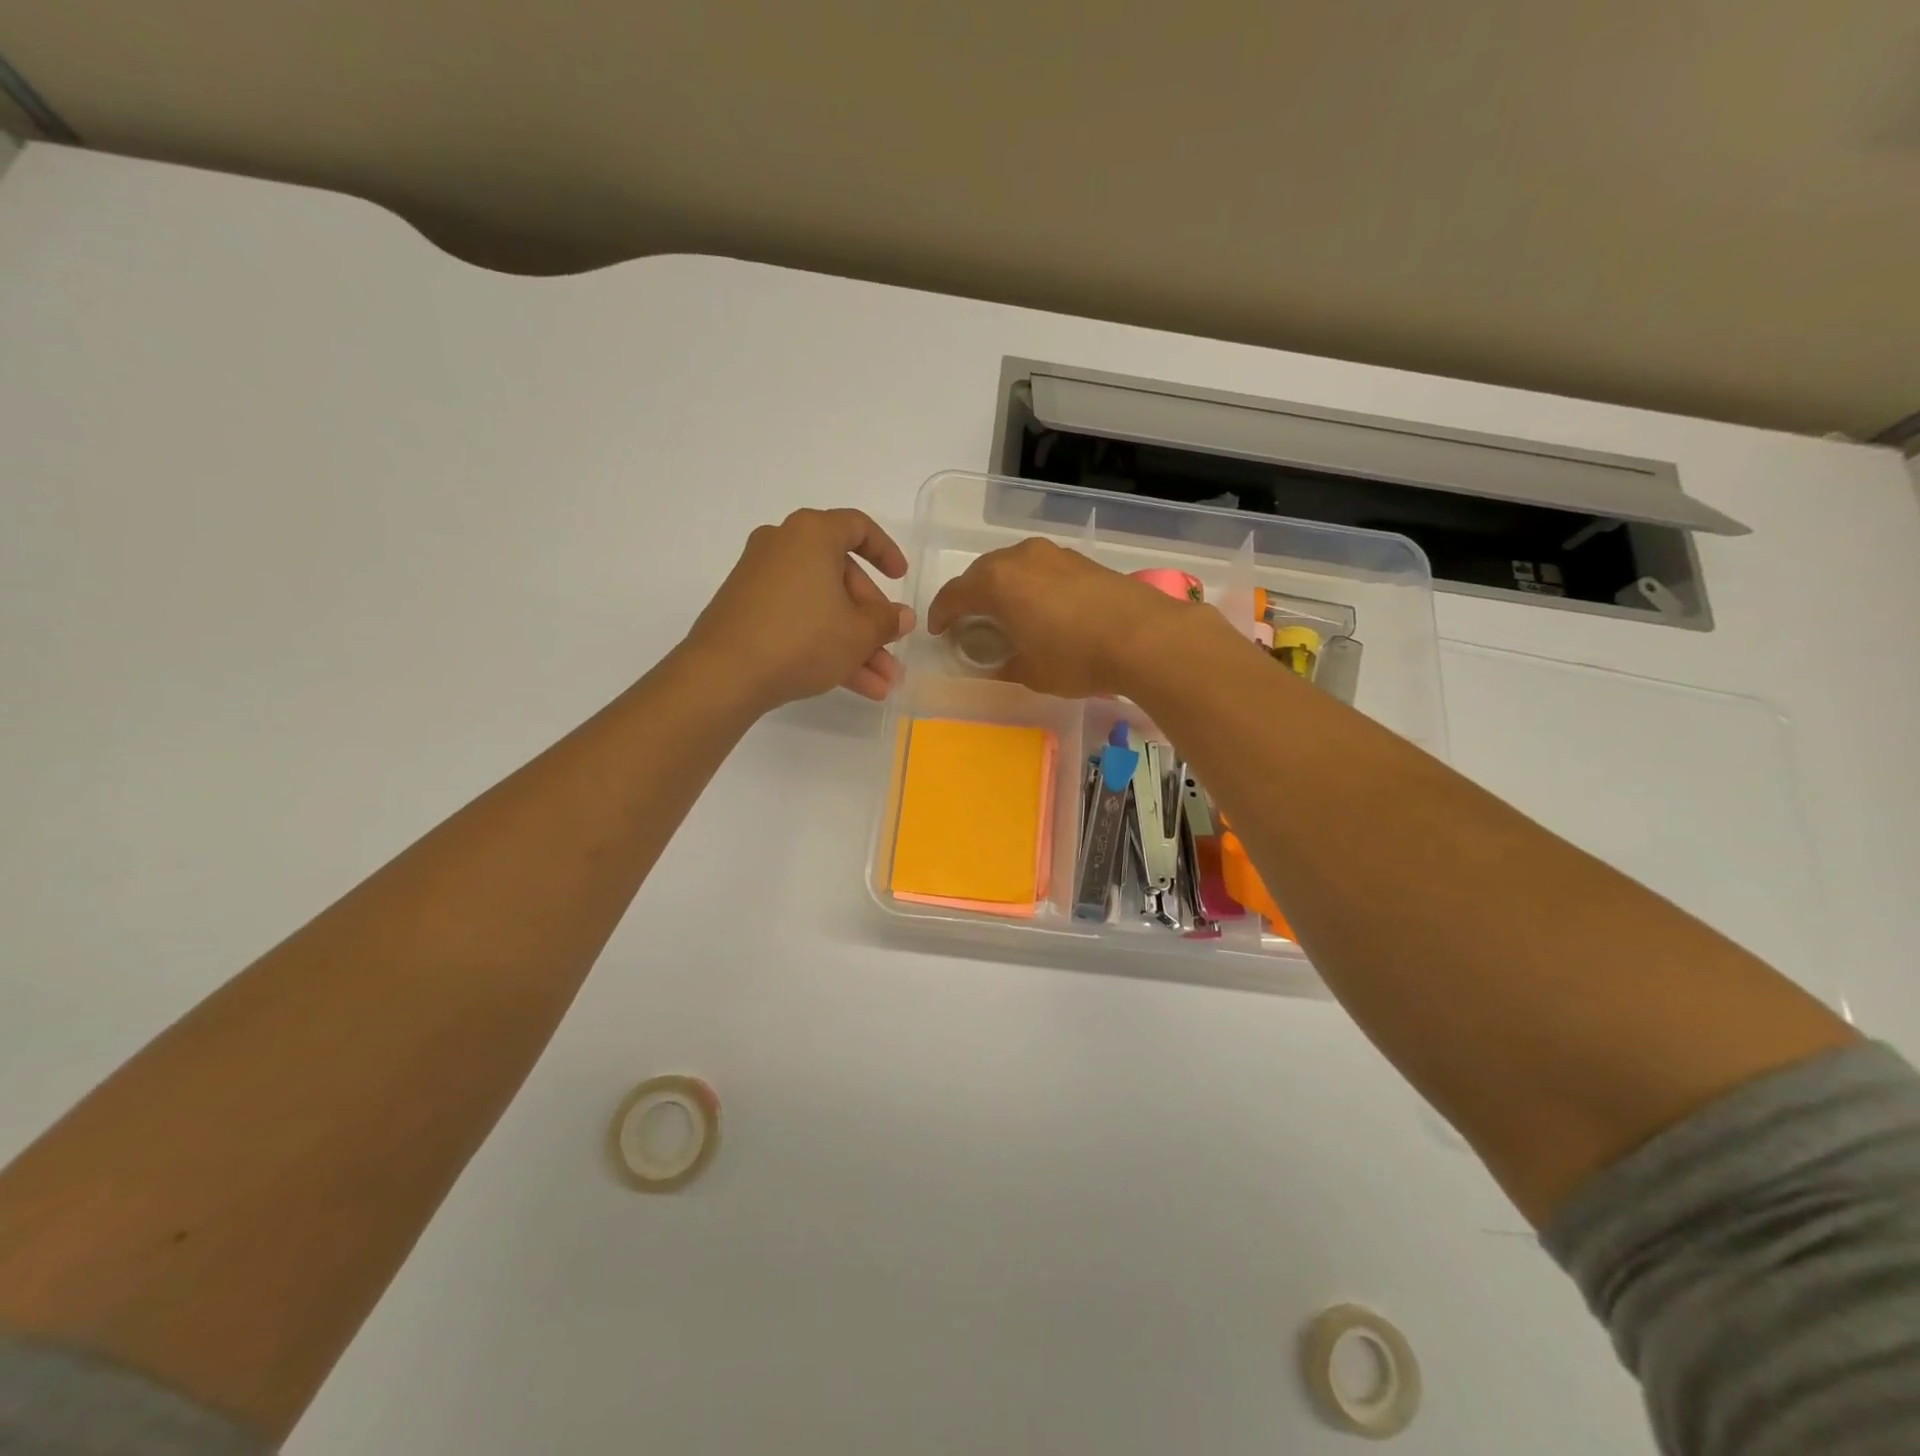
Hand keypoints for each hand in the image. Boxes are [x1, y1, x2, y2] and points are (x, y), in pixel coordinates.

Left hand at [685, 508, 914, 710]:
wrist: (725, 674)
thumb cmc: (802, 638)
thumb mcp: (858, 633)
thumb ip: (886, 621)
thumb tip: (901, 616)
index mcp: (811, 534)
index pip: (857, 527)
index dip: (886, 552)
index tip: (901, 579)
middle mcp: (782, 546)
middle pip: (840, 576)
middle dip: (871, 620)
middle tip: (890, 649)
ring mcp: (760, 579)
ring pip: (822, 607)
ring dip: (854, 644)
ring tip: (882, 683)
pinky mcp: (747, 611)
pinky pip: (798, 620)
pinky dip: (825, 646)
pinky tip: (855, 685)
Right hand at [926, 538, 1208, 696]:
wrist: (1144, 637)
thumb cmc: (1075, 657)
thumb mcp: (1031, 672)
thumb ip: (1005, 664)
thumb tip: (1000, 662)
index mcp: (997, 582)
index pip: (955, 594)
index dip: (942, 613)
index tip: (939, 630)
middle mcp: (1020, 558)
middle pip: (982, 573)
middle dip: (970, 596)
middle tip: (969, 621)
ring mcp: (1054, 554)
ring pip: (1014, 567)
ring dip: (1003, 587)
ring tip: (1006, 613)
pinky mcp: (1081, 560)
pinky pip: (1041, 569)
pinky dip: (1031, 585)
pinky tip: (1041, 608)